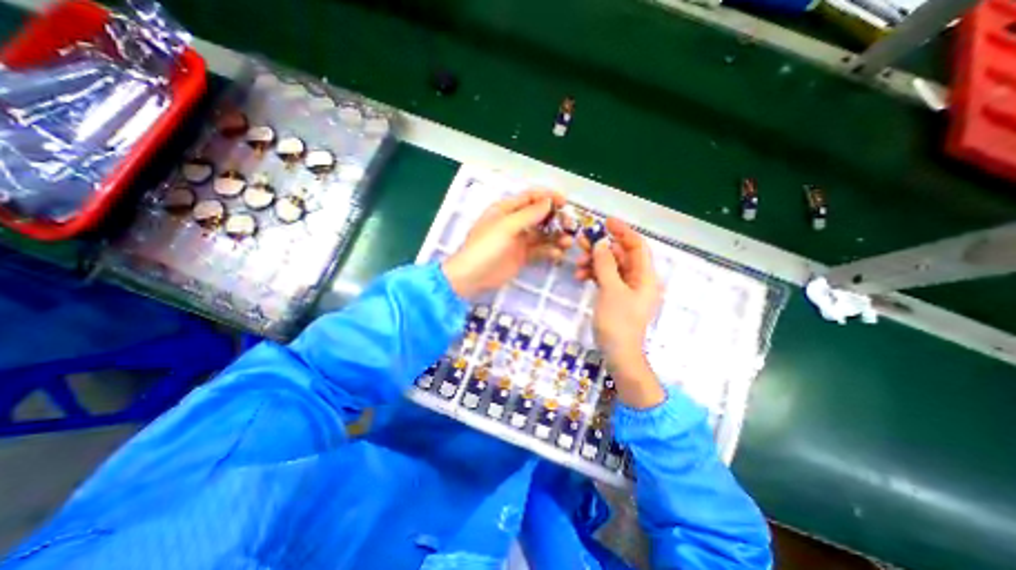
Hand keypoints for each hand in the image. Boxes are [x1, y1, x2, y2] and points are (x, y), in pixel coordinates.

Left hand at [443, 189, 573, 297]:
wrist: (473, 276)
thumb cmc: (486, 247)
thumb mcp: (506, 226)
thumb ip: (529, 214)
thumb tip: (549, 202)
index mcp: (506, 209)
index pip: (530, 197)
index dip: (548, 197)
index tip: (565, 202)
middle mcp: (514, 222)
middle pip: (539, 215)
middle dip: (556, 219)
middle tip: (570, 226)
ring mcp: (518, 240)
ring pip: (542, 234)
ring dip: (556, 236)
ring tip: (567, 242)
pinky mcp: (522, 256)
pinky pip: (539, 250)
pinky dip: (549, 251)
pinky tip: (557, 255)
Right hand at [578, 218, 668, 409]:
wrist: (618, 353)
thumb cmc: (618, 322)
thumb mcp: (611, 290)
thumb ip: (606, 264)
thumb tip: (602, 243)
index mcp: (645, 277)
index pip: (637, 246)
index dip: (623, 231)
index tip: (605, 222)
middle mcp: (638, 280)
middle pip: (621, 255)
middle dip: (602, 247)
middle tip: (581, 240)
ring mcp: (627, 289)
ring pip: (611, 267)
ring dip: (594, 262)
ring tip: (577, 263)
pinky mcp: (616, 296)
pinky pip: (605, 278)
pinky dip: (594, 274)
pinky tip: (580, 275)